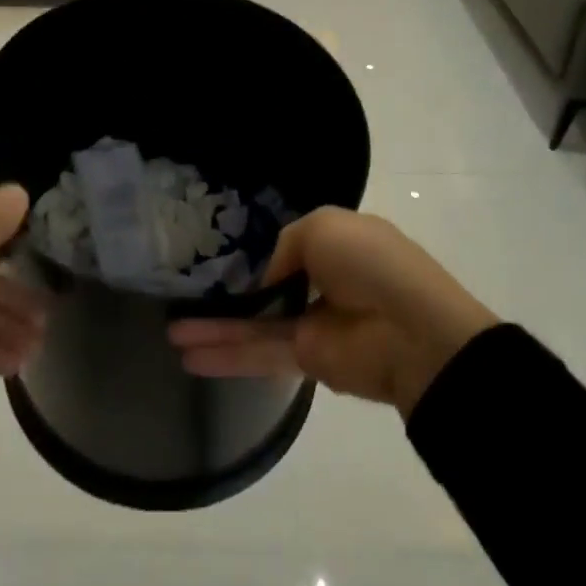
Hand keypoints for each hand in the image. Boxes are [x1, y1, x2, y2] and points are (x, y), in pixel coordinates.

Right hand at [168, 208, 496, 416]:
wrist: (415, 332)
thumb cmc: (372, 263)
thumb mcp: (324, 226)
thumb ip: (285, 244)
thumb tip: (266, 277)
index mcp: (336, 244)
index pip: (289, 244)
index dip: (255, 247)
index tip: (215, 248)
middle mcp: (322, 281)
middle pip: (264, 286)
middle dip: (226, 291)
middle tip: (183, 293)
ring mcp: (313, 323)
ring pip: (253, 323)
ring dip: (214, 328)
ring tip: (170, 333)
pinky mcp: (307, 359)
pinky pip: (258, 351)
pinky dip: (224, 353)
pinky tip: (188, 354)